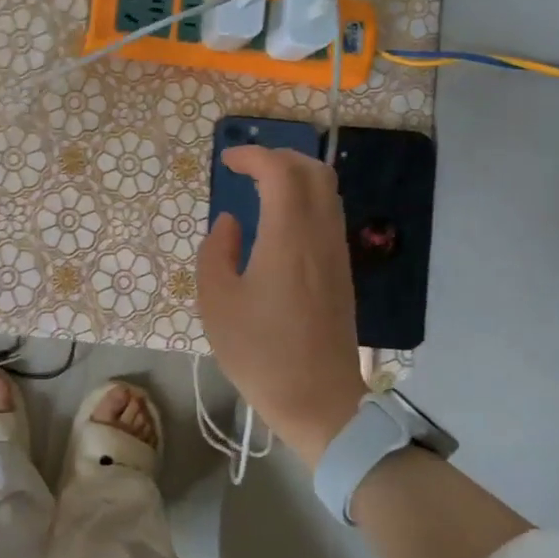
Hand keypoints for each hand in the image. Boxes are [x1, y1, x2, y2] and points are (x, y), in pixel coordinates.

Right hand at [196, 145, 365, 468]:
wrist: (319, 401)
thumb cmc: (260, 352)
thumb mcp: (217, 302)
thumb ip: (217, 252)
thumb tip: (230, 222)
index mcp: (288, 238)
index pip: (280, 172)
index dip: (253, 156)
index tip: (226, 162)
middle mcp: (320, 236)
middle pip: (314, 172)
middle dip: (280, 157)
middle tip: (247, 166)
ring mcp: (336, 254)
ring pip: (327, 192)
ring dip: (296, 177)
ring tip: (262, 187)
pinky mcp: (342, 272)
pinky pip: (329, 216)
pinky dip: (306, 200)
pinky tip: (280, 221)